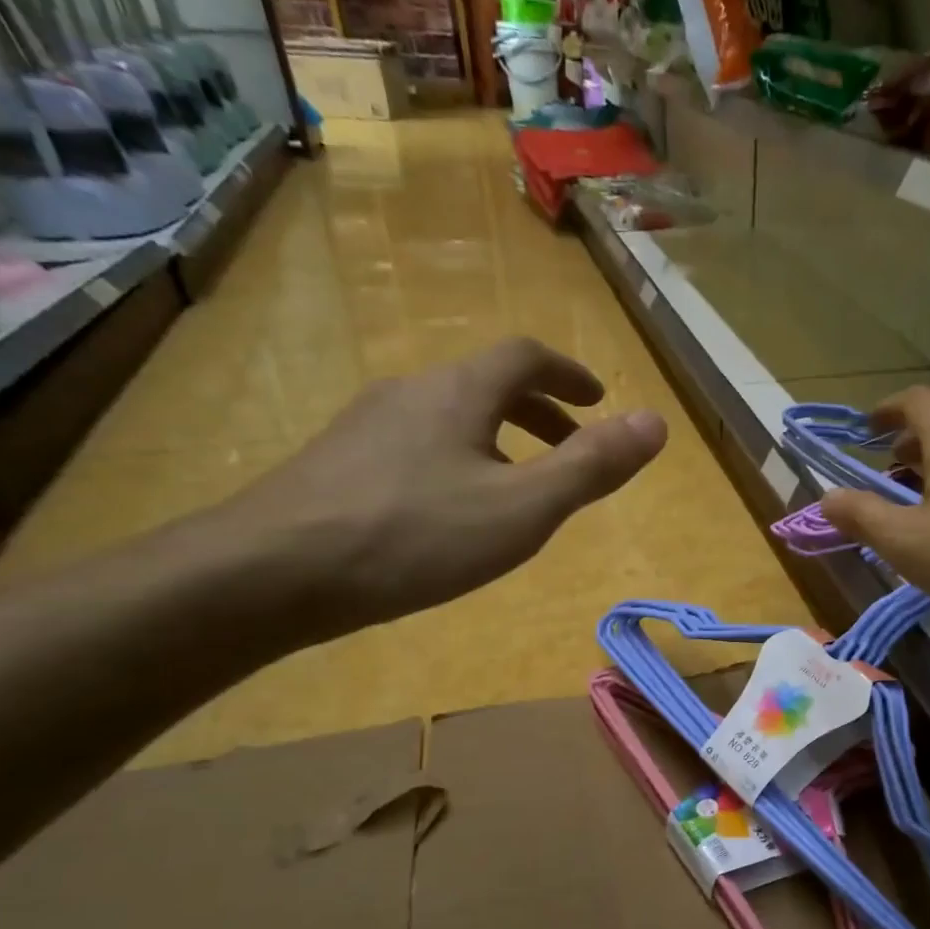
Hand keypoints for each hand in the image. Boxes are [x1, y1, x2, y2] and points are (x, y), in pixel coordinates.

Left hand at [217, 338, 666, 637]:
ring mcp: (366, 426)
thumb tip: (657, 422)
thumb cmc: (414, 536)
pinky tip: (450, 512)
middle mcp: (411, 392)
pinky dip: (457, 460)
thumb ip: (592, 466)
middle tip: (570, 445)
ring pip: (449, 416)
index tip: (598, 400)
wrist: (272, 572)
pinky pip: (416, 444)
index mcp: (460, 391)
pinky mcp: (337, 464)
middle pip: (486, 382)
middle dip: (539, 409)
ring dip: (497, 437)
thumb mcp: (522, 509)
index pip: (525, 356)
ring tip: (516, 484)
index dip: (569, 374)